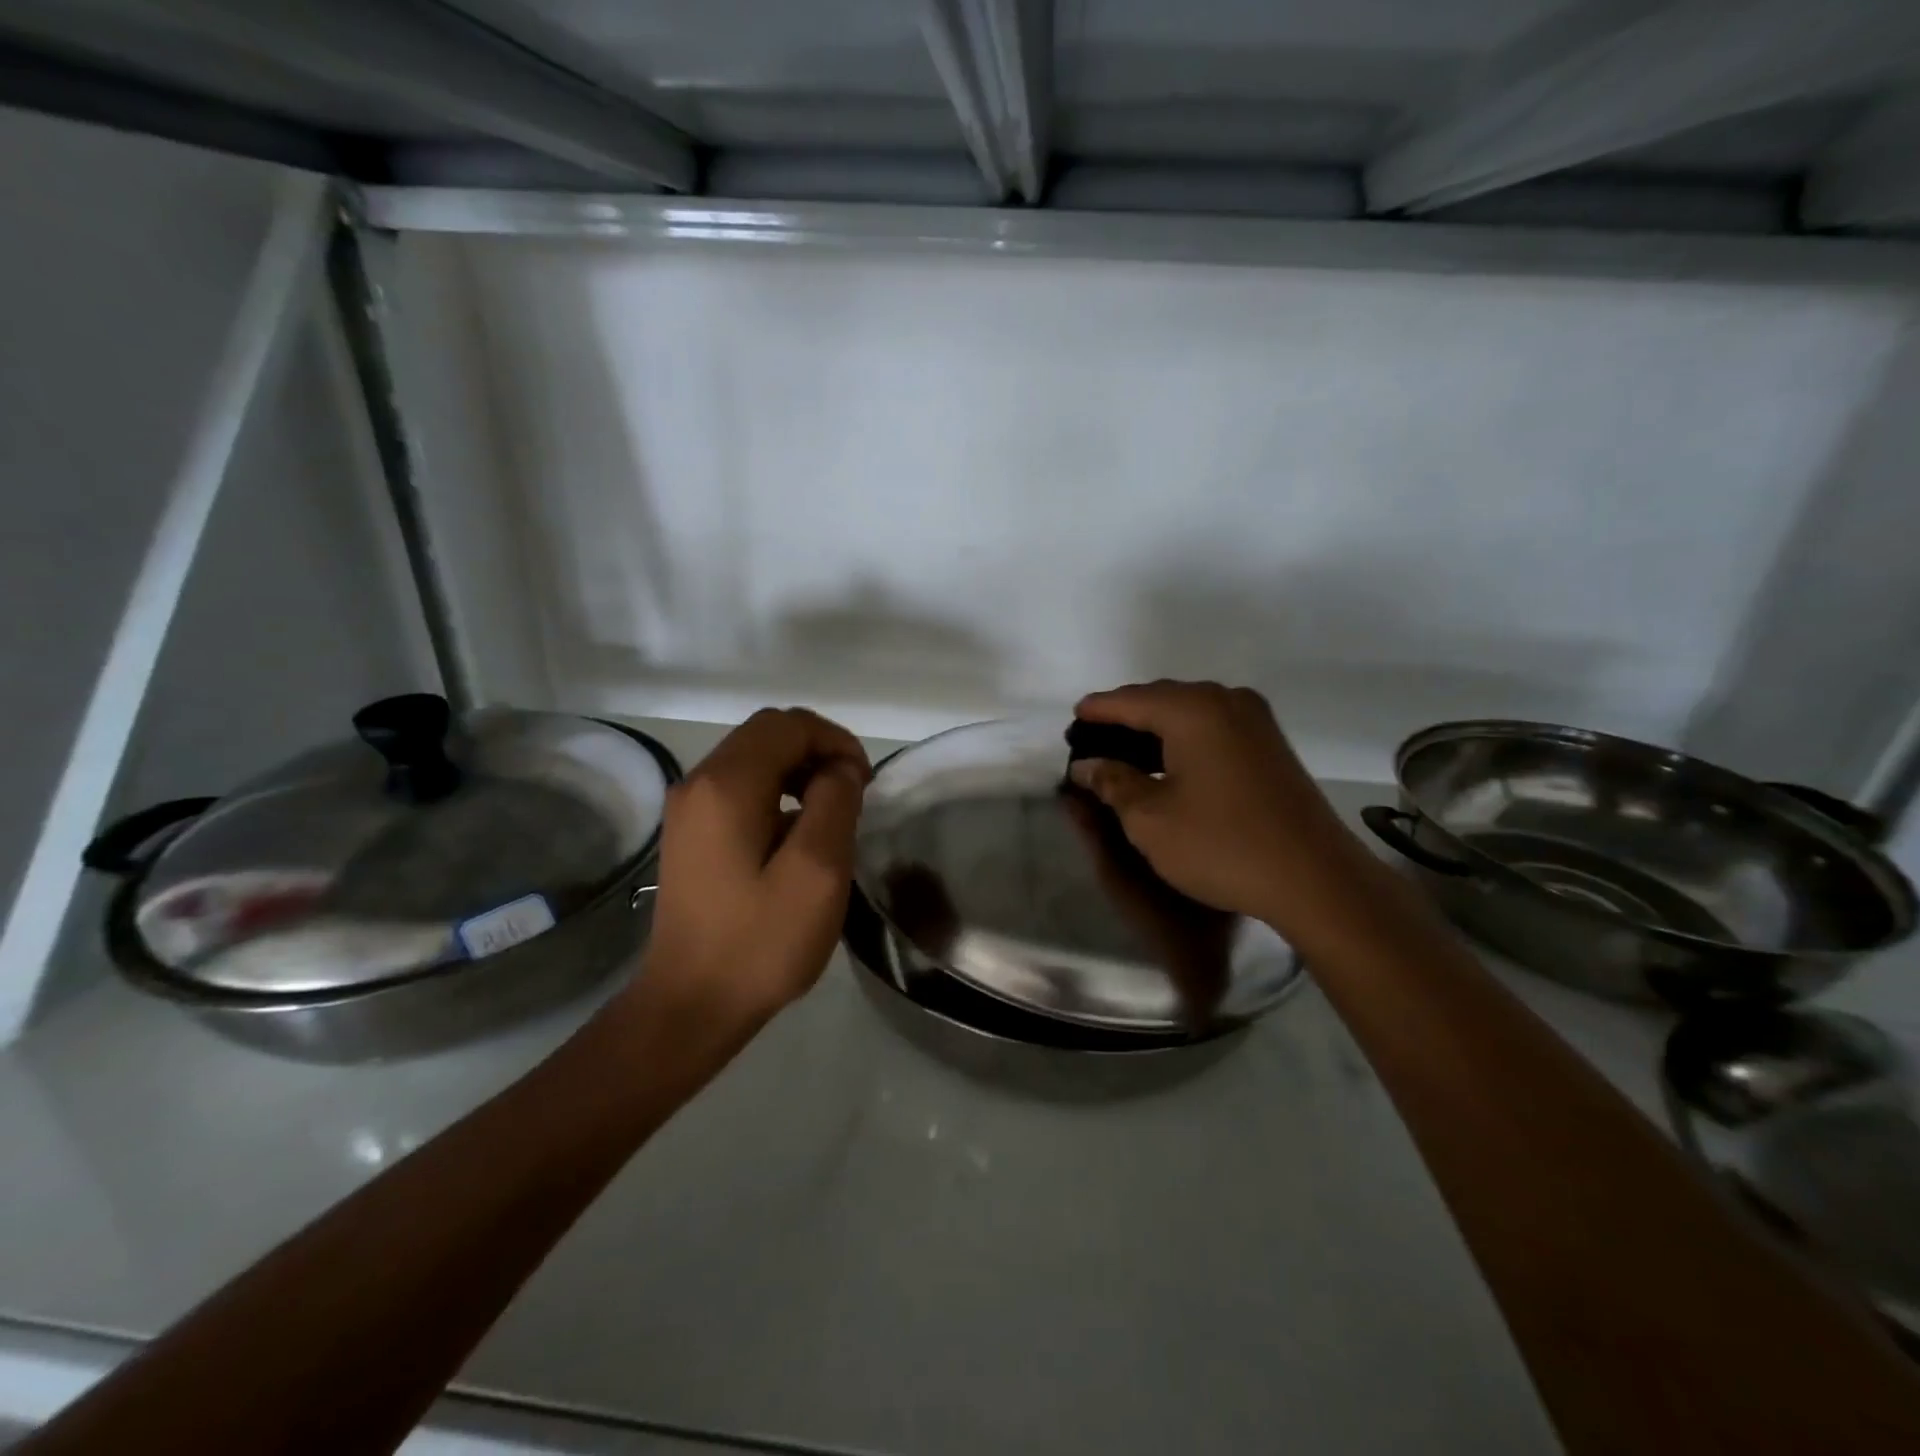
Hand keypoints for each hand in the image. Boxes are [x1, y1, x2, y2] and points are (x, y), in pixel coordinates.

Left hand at [637, 708, 870, 1030]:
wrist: (690, 1006)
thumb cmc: (759, 943)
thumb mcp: (817, 872)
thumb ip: (835, 804)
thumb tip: (839, 769)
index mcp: (726, 785)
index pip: (788, 725)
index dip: (835, 741)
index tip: (863, 783)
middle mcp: (698, 782)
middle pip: (767, 734)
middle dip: (818, 752)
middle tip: (852, 795)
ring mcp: (688, 808)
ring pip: (753, 760)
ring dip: (799, 772)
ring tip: (831, 814)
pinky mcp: (690, 834)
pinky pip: (740, 789)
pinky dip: (777, 793)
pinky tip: (796, 837)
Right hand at [1069, 681, 1376, 939]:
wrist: (1314, 879)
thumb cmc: (1221, 845)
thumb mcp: (1150, 819)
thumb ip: (1112, 783)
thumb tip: (1086, 765)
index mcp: (1192, 710)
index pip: (1129, 700)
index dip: (1096, 711)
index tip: (1070, 722)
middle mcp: (1226, 700)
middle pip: (1160, 699)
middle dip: (1124, 717)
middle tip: (1092, 743)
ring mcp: (1255, 720)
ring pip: (1189, 711)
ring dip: (1155, 728)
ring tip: (1123, 753)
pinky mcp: (1270, 743)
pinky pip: (1213, 726)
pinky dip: (1183, 737)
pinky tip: (1167, 762)